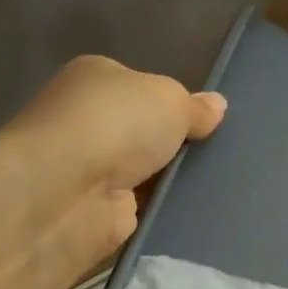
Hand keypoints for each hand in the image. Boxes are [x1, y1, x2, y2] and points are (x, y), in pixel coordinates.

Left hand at [0, 55, 225, 288]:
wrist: (67, 193)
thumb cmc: (115, 126)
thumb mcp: (170, 100)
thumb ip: (195, 107)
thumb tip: (216, 106)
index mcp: (96, 78)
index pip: (141, 86)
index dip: (174, 102)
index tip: (207, 121)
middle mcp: (87, 120)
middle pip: (145, 130)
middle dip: (177, 143)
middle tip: (220, 153)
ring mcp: (92, 167)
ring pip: (148, 171)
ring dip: (173, 178)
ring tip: (219, 183)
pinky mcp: (100, 210)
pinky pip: (146, 206)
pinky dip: (165, 208)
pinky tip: (199, 210)